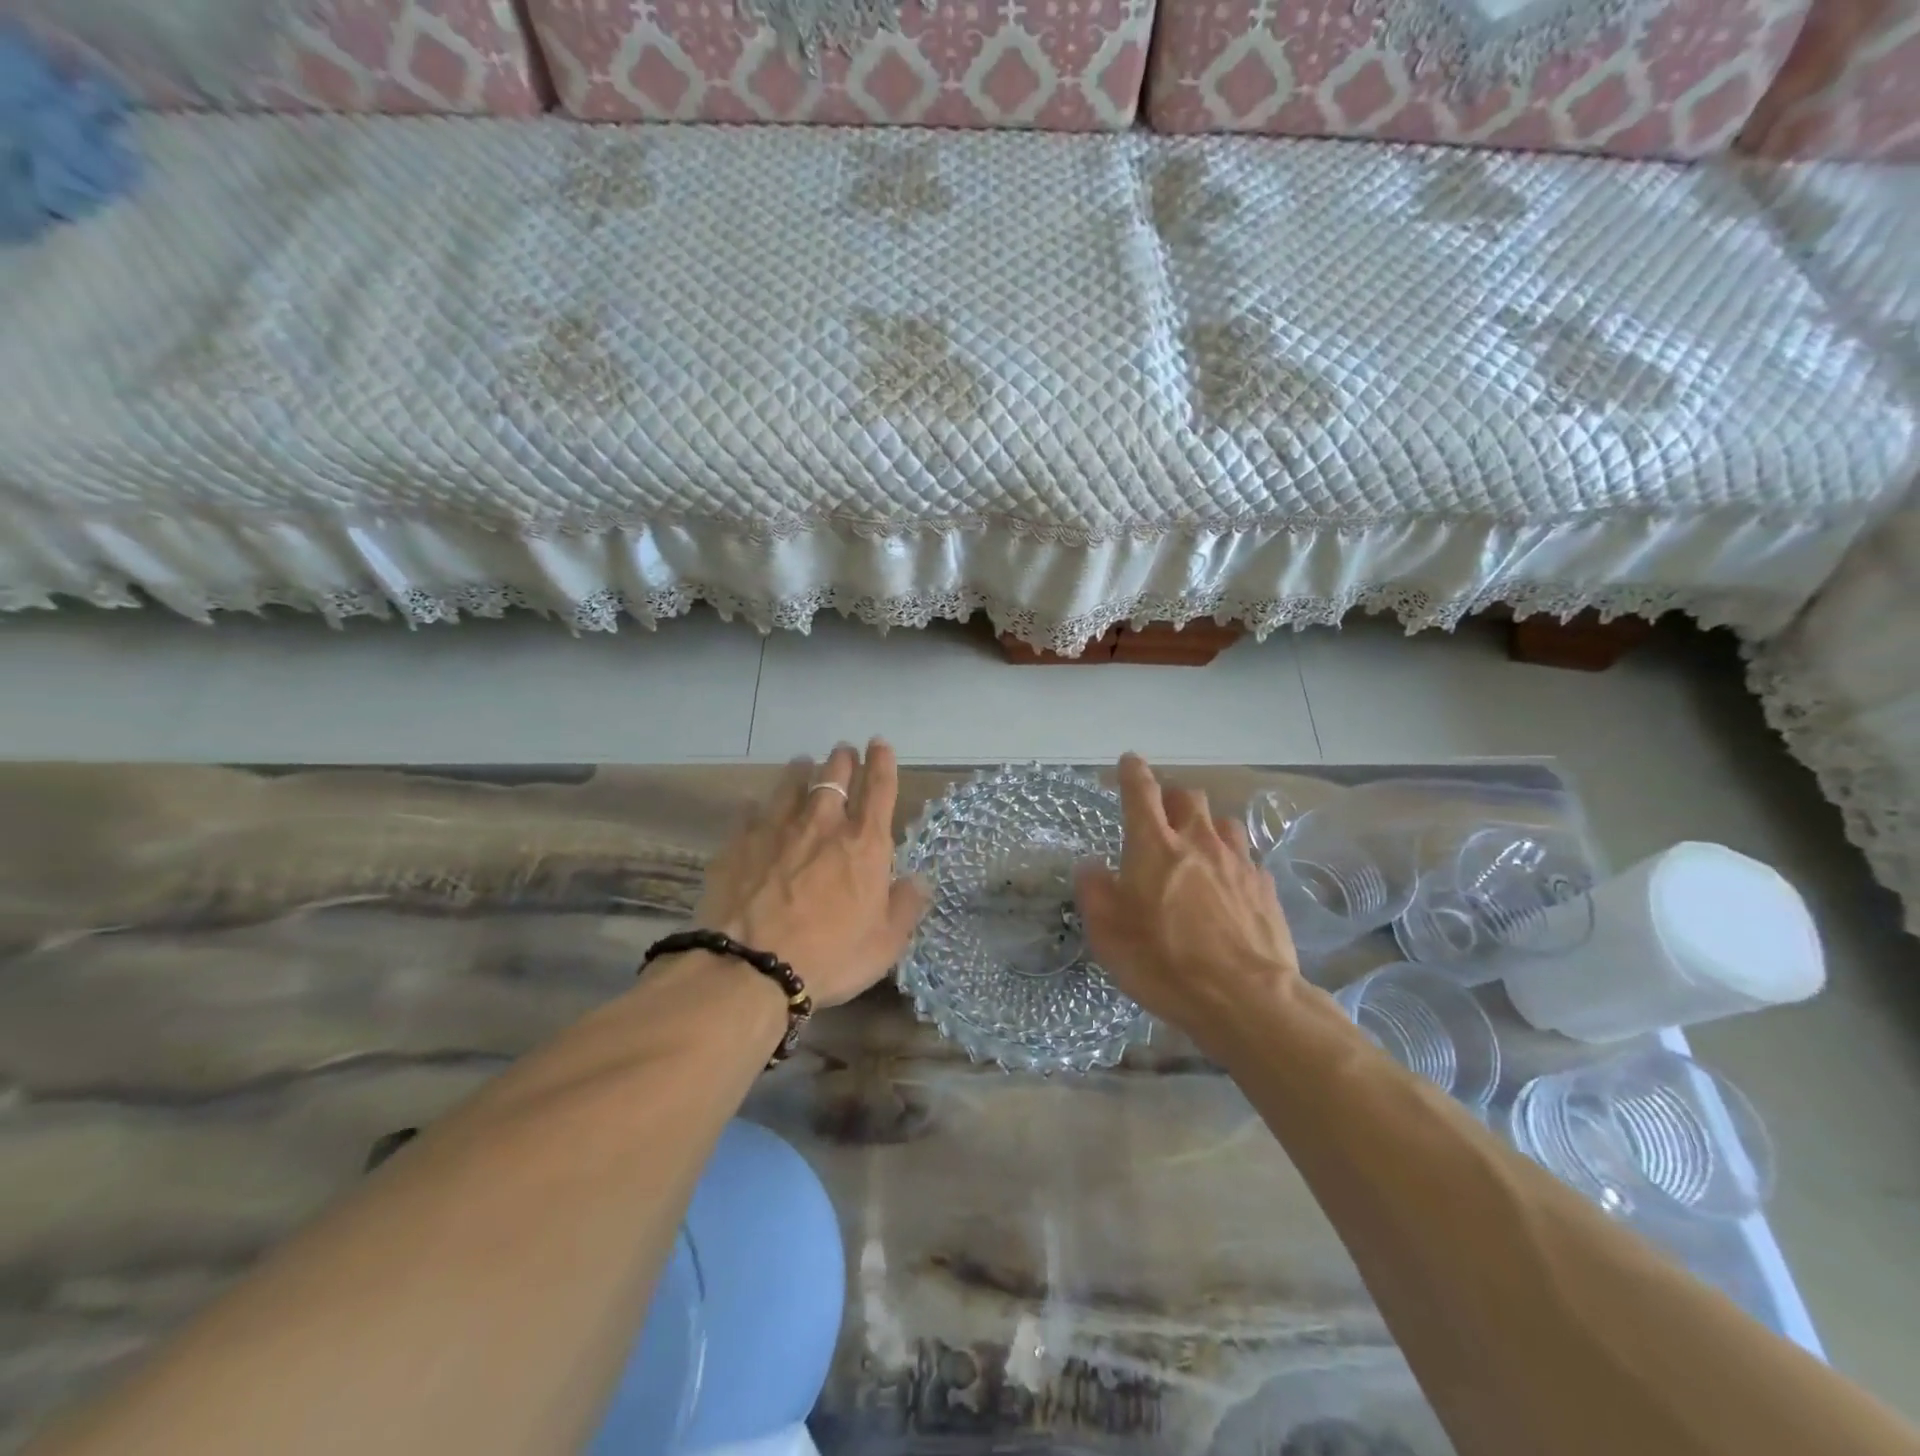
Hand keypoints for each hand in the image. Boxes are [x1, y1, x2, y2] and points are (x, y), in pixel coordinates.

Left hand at [693, 739, 929, 1008]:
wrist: (750, 967)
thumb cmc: (830, 956)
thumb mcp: (885, 943)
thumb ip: (905, 906)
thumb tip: (918, 881)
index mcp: (864, 843)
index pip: (879, 788)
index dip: (882, 762)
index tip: (880, 743)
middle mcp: (822, 823)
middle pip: (835, 775)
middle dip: (843, 759)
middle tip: (844, 751)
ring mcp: (777, 829)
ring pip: (792, 784)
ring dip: (801, 770)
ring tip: (802, 763)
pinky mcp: (739, 843)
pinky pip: (751, 812)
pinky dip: (759, 807)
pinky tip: (755, 807)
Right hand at [1075, 755, 1303, 1047]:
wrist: (1247, 999)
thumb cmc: (1165, 964)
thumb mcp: (1109, 935)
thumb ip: (1094, 893)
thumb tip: (1090, 867)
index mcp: (1154, 846)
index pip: (1141, 792)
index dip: (1132, 772)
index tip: (1128, 762)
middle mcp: (1197, 842)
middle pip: (1187, 796)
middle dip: (1171, 798)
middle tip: (1160, 817)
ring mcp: (1237, 862)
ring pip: (1222, 821)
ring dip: (1205, 826)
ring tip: (1197, 848)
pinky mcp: (1265, 886)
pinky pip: (1245, 857)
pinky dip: (1231, 859)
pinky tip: (1227, 884)